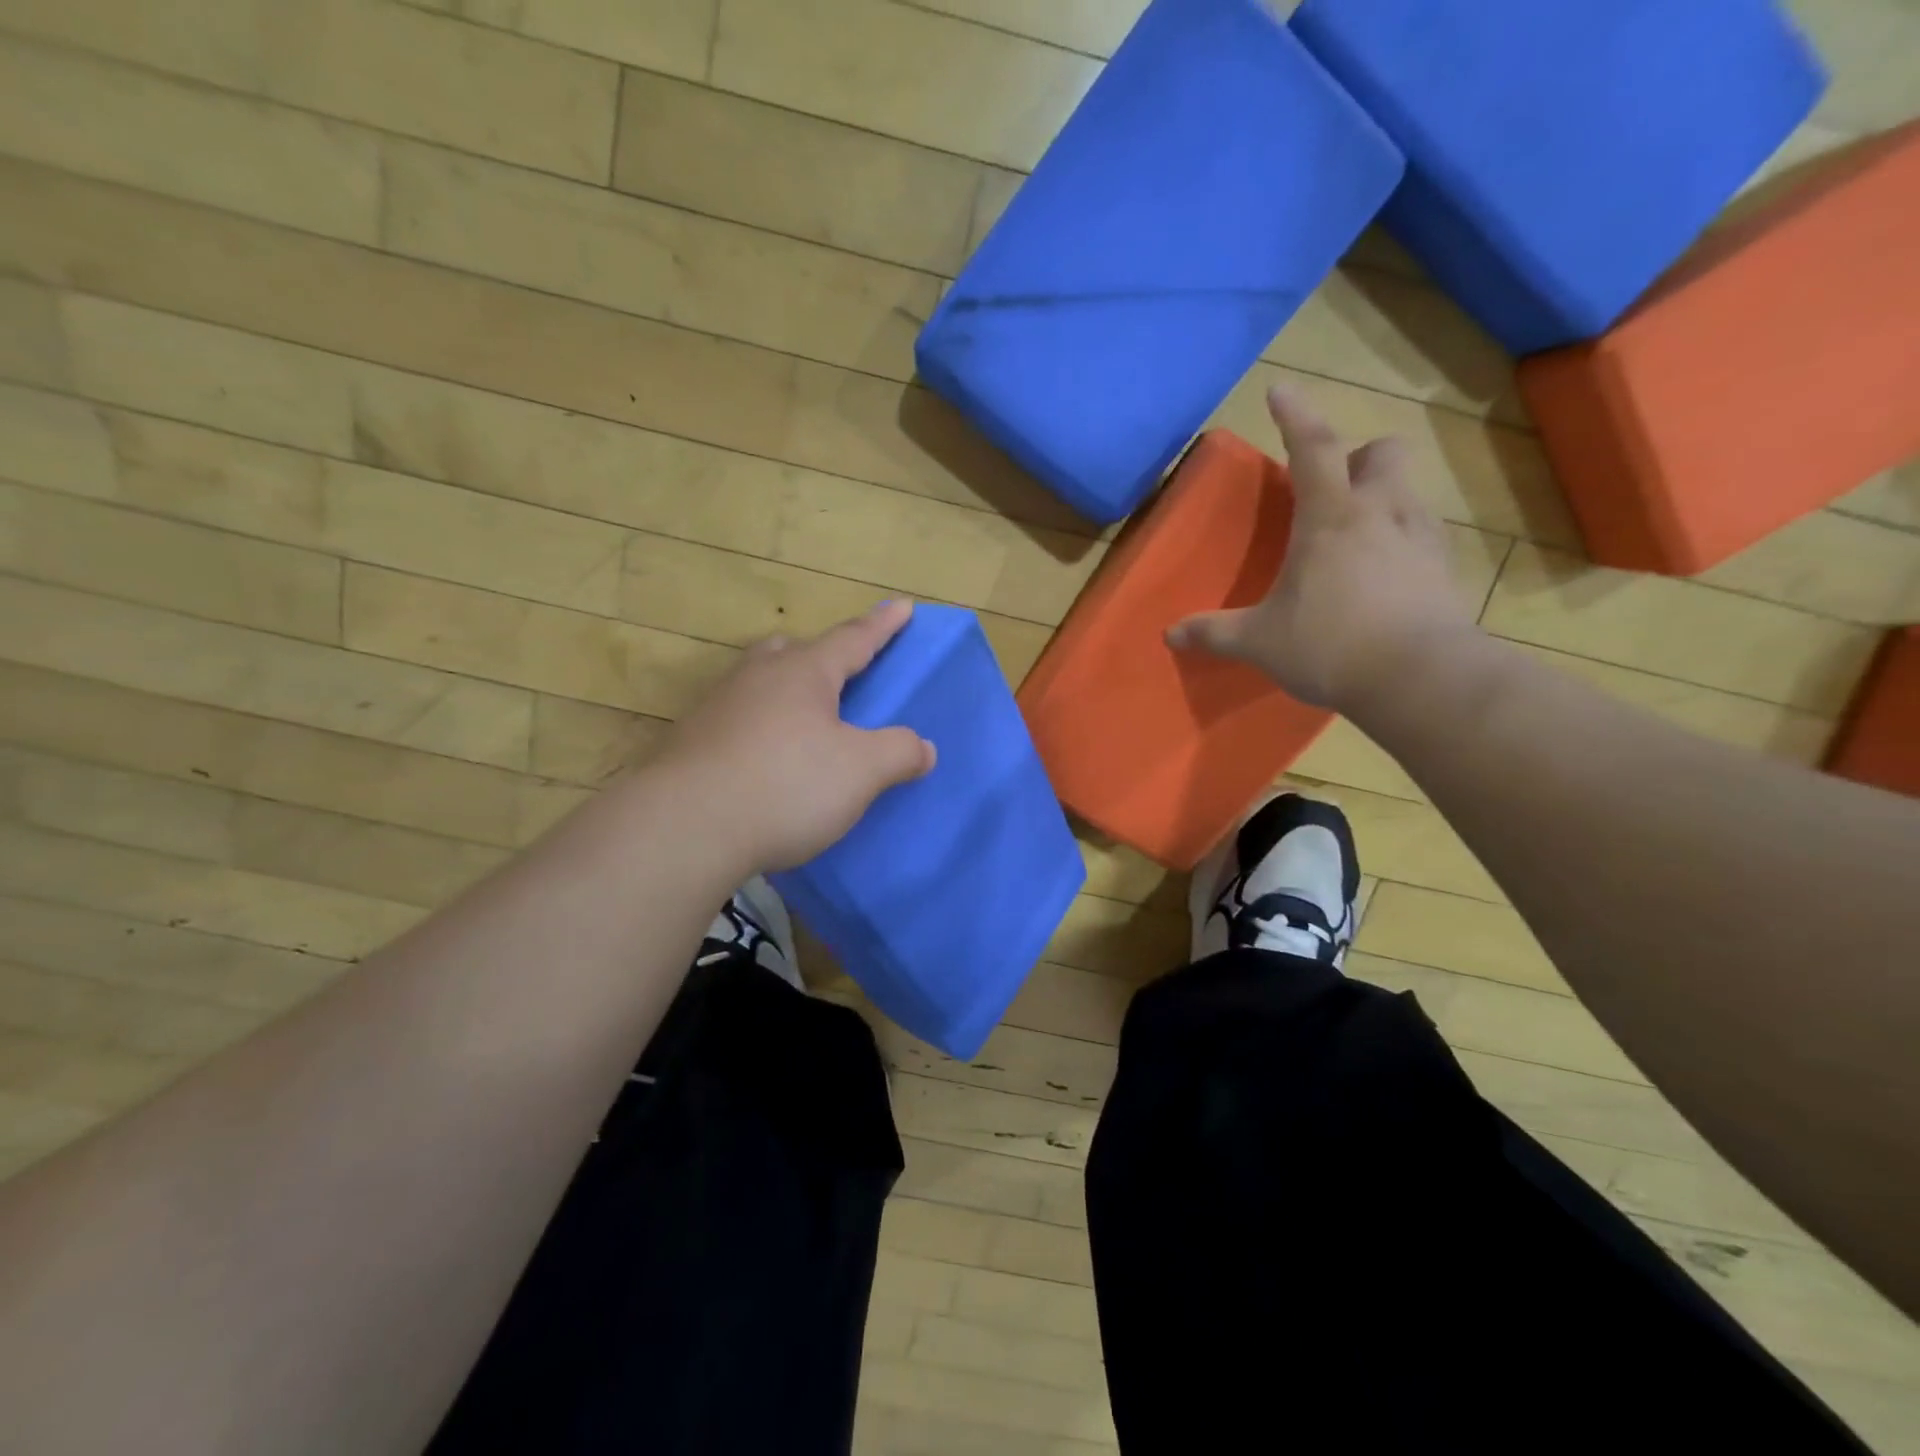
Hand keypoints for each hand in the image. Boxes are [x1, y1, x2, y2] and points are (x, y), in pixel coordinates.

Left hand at [655, 600, 937, 873]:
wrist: (685, 827)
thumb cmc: (786, 785)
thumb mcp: (860, 771)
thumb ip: (898, 753)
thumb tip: (923, 747)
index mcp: (804, 673)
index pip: (853, 639)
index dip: (883, 625)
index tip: (903, 605)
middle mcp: (758, 678)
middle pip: (794, 652)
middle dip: (822, 655)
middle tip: (839, 670)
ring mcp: (719, 708)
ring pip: (760, 682)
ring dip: (785, 690)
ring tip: (802, 717)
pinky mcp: (693, 742)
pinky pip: (738, 720)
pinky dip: (760, 727)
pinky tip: (765, 759)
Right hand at [1167, 384, 1477, 713]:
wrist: (1420, 679)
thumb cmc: (1329, 645)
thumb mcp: (1260, 642)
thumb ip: (1214, 633)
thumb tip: (1170, 636)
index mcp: (1330, 517)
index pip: (1312, 446)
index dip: (1295, 414)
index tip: (1279, 391)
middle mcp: (1382, 512)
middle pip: (1382, 452)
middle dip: (1357, 458)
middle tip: (1331, 490)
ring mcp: (1421, 538)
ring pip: (1408, 491)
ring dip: (1381, 499)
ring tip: (1355, 538)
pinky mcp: (1445, 569)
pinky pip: (1423, 534)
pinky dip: (1400, 540)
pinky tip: (1383, 576)